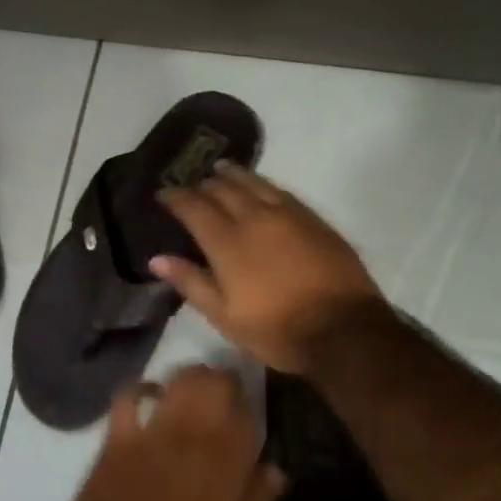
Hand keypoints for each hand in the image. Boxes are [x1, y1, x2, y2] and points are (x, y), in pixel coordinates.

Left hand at [58, 366, 285, 500]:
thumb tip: (276, 468)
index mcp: (227, 460)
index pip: (247, 411)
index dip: (248, 406)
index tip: (247, 414)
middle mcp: (194, 433)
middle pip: (214, 382)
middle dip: (222, 380)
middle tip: (222, 393)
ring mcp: (154, 429)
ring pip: (179, 379)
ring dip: (190, 378)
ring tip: (193, 388)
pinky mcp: (120, 435)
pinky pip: (130, 395)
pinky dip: (142, 389)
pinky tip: (150, 395)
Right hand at [151, 163, 385, 373]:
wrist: (343, 329)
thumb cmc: (276, 330)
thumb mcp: (225, 316)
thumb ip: (191, 282)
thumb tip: (157, 258)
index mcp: (228, 242)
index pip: (194, 207)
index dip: (175, 197)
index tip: (163, 193)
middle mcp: (255, 218)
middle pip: (223, 189)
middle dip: (203, 184)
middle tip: (192, 185)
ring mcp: (288, 214)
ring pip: (254, 182)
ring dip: (233, 174)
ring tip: (220, 170)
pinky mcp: (313, 218)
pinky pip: (280, 190)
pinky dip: (262, 184)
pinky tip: (260, 187)